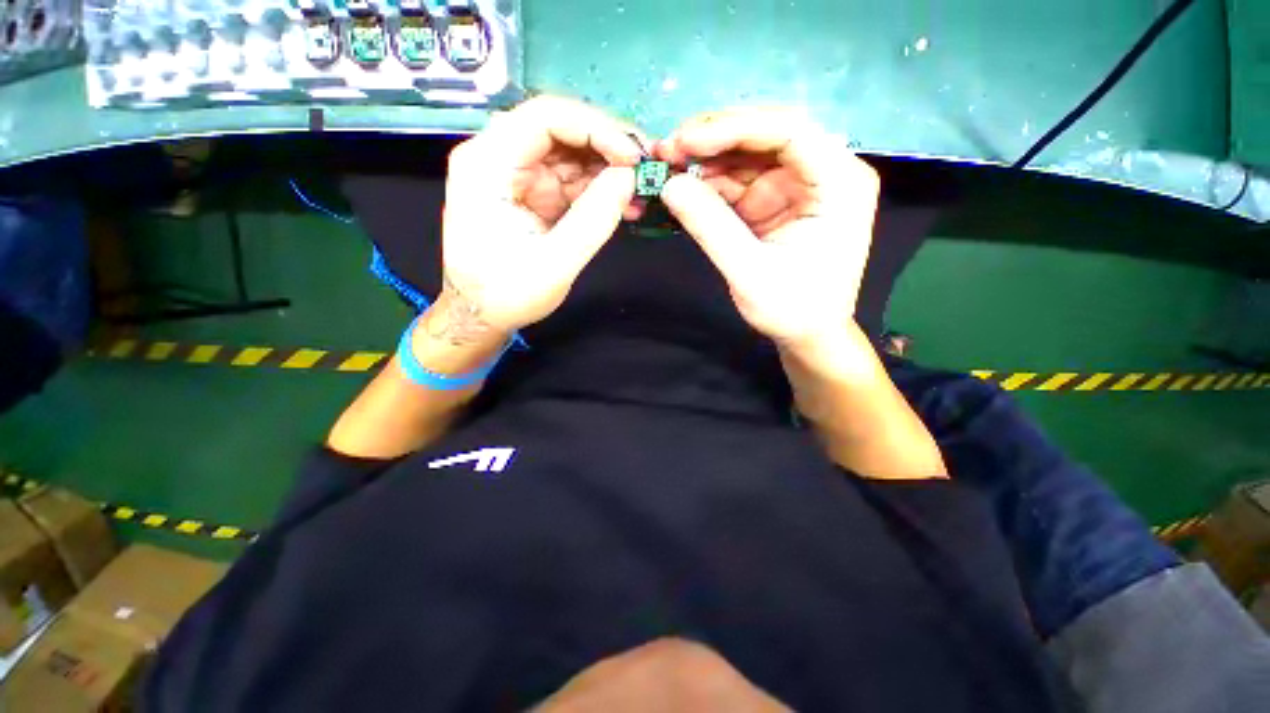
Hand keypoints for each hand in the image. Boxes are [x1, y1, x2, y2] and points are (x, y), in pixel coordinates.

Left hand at [442, 96, 643, 332]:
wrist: (481, 315)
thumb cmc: (506, 294)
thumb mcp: (553, 264)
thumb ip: (592, 221)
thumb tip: (629, 178)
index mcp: (487, 165)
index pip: (544, 117)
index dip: (595, 128)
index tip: (632, 157)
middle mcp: (499, 158)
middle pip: (560, 129)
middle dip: (607, 146)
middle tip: (645, 169)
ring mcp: (518, 176)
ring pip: (571, 154)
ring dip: (608, 169)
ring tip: (640, 193)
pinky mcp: (534, 194)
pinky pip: (572, 179)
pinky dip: (600, 189)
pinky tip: (624, 204)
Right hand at [656, 108, 879, 345]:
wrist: (808, 335)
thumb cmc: (792, 310)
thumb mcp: (750, 273)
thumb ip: (711, 228)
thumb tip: (670, 185)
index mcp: (839, 184)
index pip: (790, 133)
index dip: (734, 129)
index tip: (685, 141)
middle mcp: (824, 172)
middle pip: (768, 135)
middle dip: (715, 140)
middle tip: (669, 150)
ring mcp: (798, 185)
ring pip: (749, 155)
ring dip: (707, 160)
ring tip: (668, 168)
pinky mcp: (776, 201)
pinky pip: (741, 181)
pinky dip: (710, 184)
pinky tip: (684, 188)